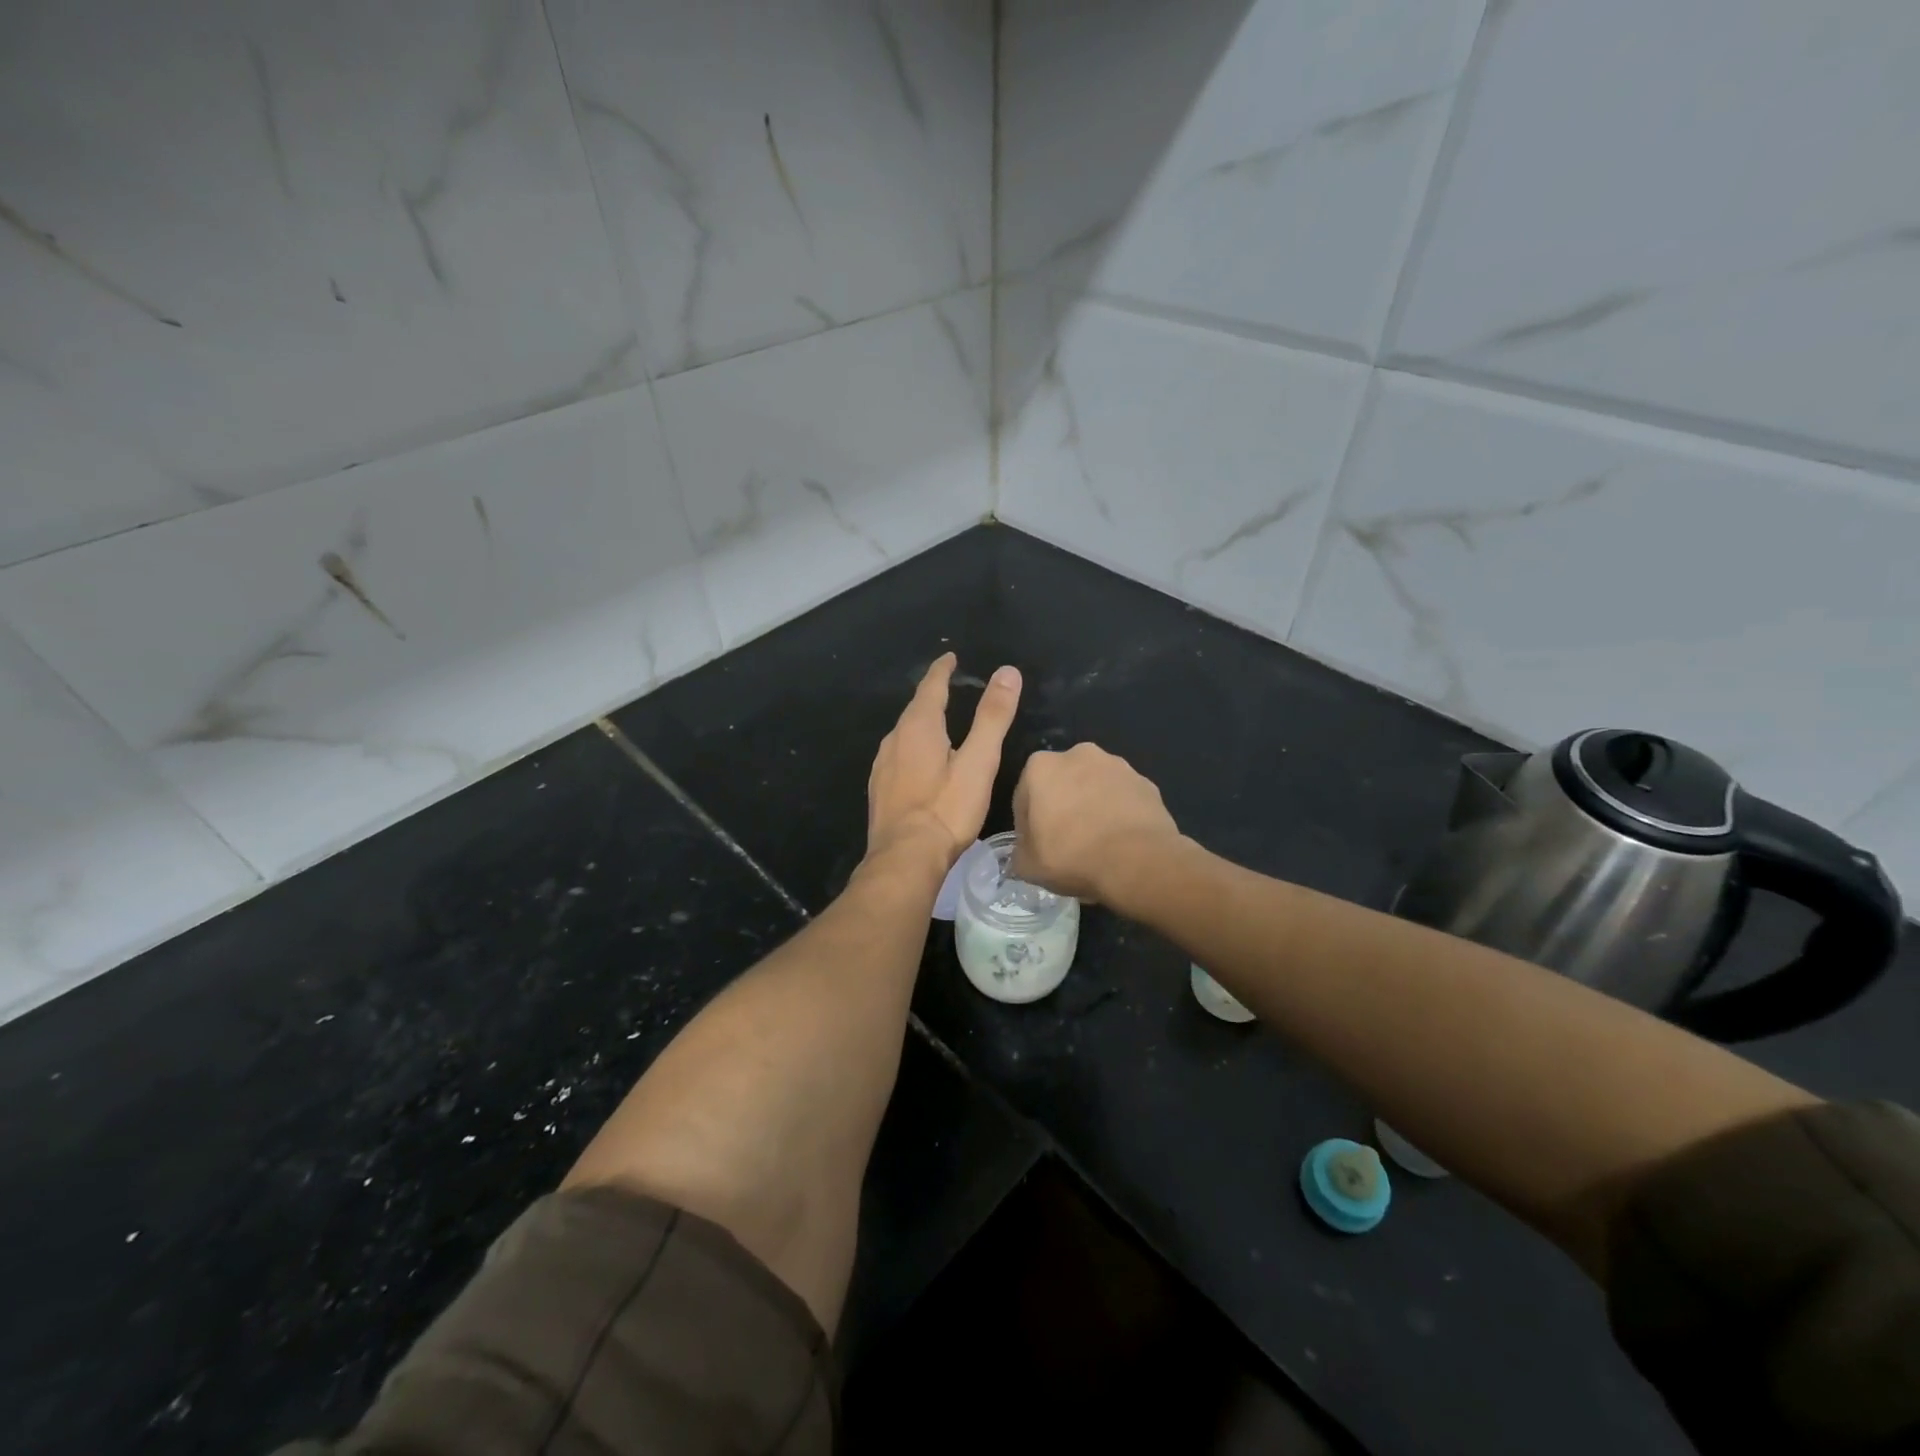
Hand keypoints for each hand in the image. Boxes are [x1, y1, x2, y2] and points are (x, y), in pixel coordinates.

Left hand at [867, 653, 1021, 868]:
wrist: (905, 859)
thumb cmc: (947, 809)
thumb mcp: (979, 761)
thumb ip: (992, 717)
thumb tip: (1007, 672)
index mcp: (918, 727)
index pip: (931, 687)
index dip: (942, 670)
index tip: (950, 657)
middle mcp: (894, 739)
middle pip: (915, 709)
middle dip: (932, 695)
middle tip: (949, 687)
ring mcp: (882, 766)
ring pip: (904, 734)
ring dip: (921, 723)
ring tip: (938, 722)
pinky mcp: (879, 790)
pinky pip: (898, 756)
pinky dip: (913, 748)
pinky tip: (920, 763)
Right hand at [1010, 743, 1180, 903]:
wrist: (1138, 862)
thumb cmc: (1072, 856)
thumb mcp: (1027, 865)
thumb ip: (1020, 852)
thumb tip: (1026, 851)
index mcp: (1040, 766)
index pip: (1025, 796)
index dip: (1028, 825)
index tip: (1037, 847)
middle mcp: (1078, 754)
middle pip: (1062, 784)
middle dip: (1062, 807)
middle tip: (1066, 844)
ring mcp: (1117, 766)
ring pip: (1095, 788)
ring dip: (1092, 808)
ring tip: (1097, 845)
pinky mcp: (1146, 782)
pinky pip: (1123, 799)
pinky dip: (1119, 814)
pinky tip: (1121, 843)